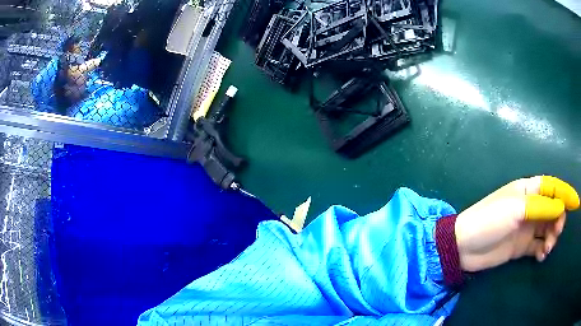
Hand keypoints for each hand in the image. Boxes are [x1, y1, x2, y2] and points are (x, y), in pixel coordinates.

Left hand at [455, 176, 578, 271]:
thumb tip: (561, 206)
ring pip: (548, 228)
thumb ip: (541, 207)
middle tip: (556, 233)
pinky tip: (540, 255)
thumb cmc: (490, 220)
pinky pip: (538, 245)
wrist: (464, 246)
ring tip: (547, 247)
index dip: (566, 193)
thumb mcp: (517, 208)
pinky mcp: (521, 246)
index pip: (553, 187)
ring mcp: (526, 227)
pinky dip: (542, 249)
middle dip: (559, 219)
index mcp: (529, 190)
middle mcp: (530, 207)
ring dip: (552, 236)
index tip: (576, 203)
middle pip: (553, 209)